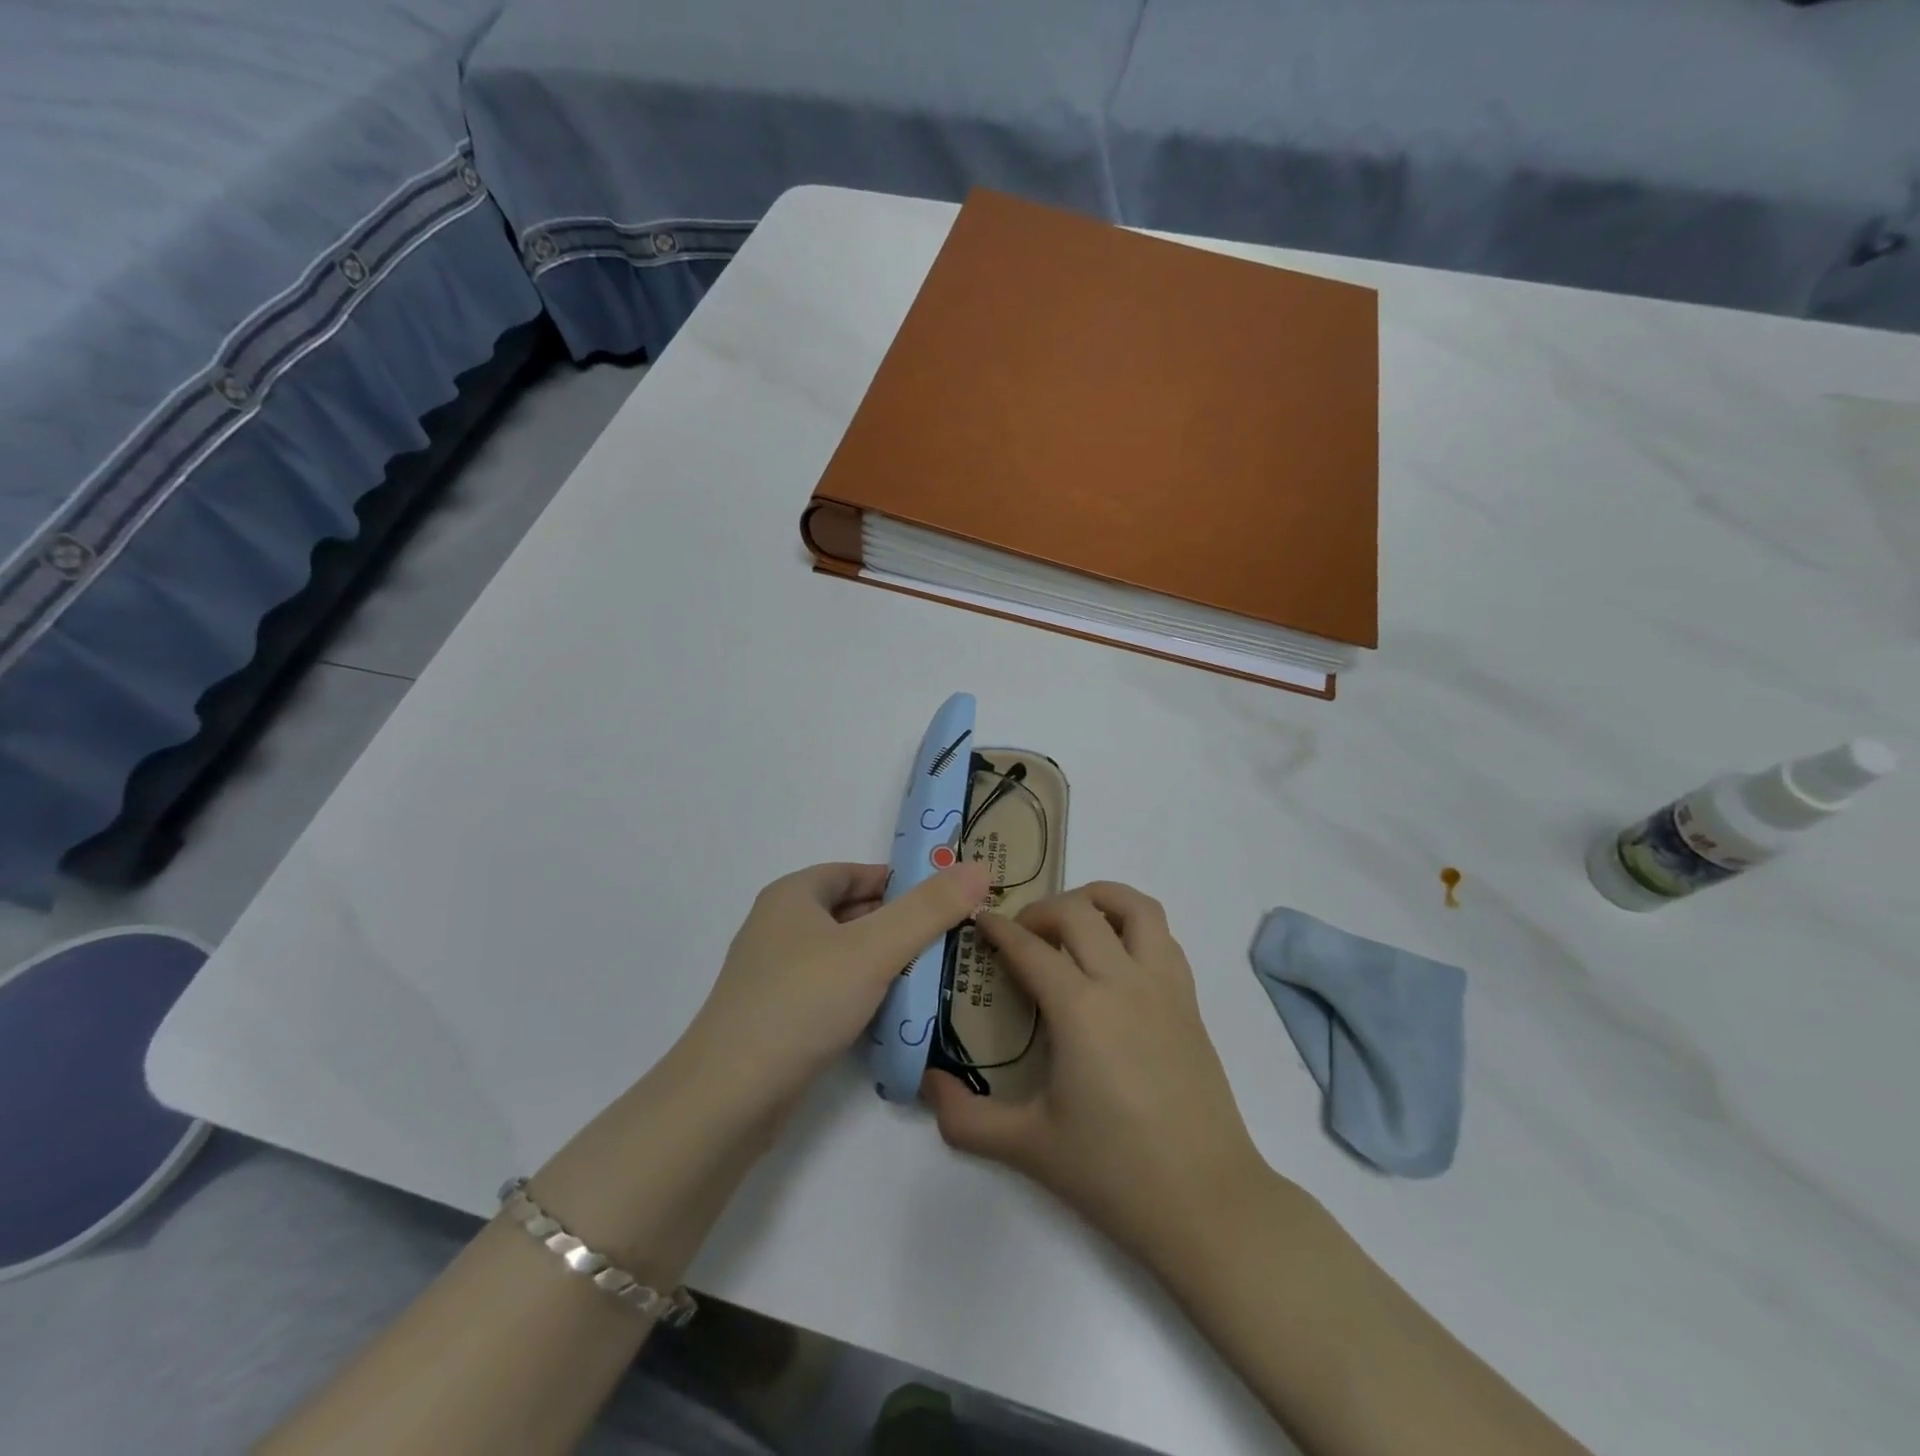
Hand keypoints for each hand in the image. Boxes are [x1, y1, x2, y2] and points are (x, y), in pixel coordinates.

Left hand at [681, 861, 990, 1121]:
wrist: (728, 1097)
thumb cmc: (801, 1002)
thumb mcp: (874, 949)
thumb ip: (929, 909)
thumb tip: (979, 868)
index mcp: (793, 896)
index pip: (856, 872)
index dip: (900, 881)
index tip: (945, 899)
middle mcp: (779, 927)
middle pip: (850, 912)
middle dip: (898, 923)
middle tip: (949, 939)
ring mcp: (774, 974)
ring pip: (842, 954)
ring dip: (883, 960)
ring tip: (933, 975)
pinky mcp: (777, 1017)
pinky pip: (831, 989)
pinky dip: (862, 992)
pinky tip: (892, 1012)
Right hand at [922, 882, 1269, 1266]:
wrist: (1208, 1204)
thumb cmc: (1114, 1172)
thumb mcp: (1027, 1147)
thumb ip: (965, 1118)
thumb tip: (927, 1084)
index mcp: (1080, 1009)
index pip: (1030, 948)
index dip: (999, 929)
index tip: (979, 921)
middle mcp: (1124, 982)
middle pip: (1079, 911)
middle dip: (1041, 909)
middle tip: (1020, 933)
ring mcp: (1164, 988)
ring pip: (1136, 907)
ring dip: (1099, 898)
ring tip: (1074, 920)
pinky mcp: (1190, 1003)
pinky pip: (1163, 937)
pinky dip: (1134, 926)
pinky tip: (1116, 957)